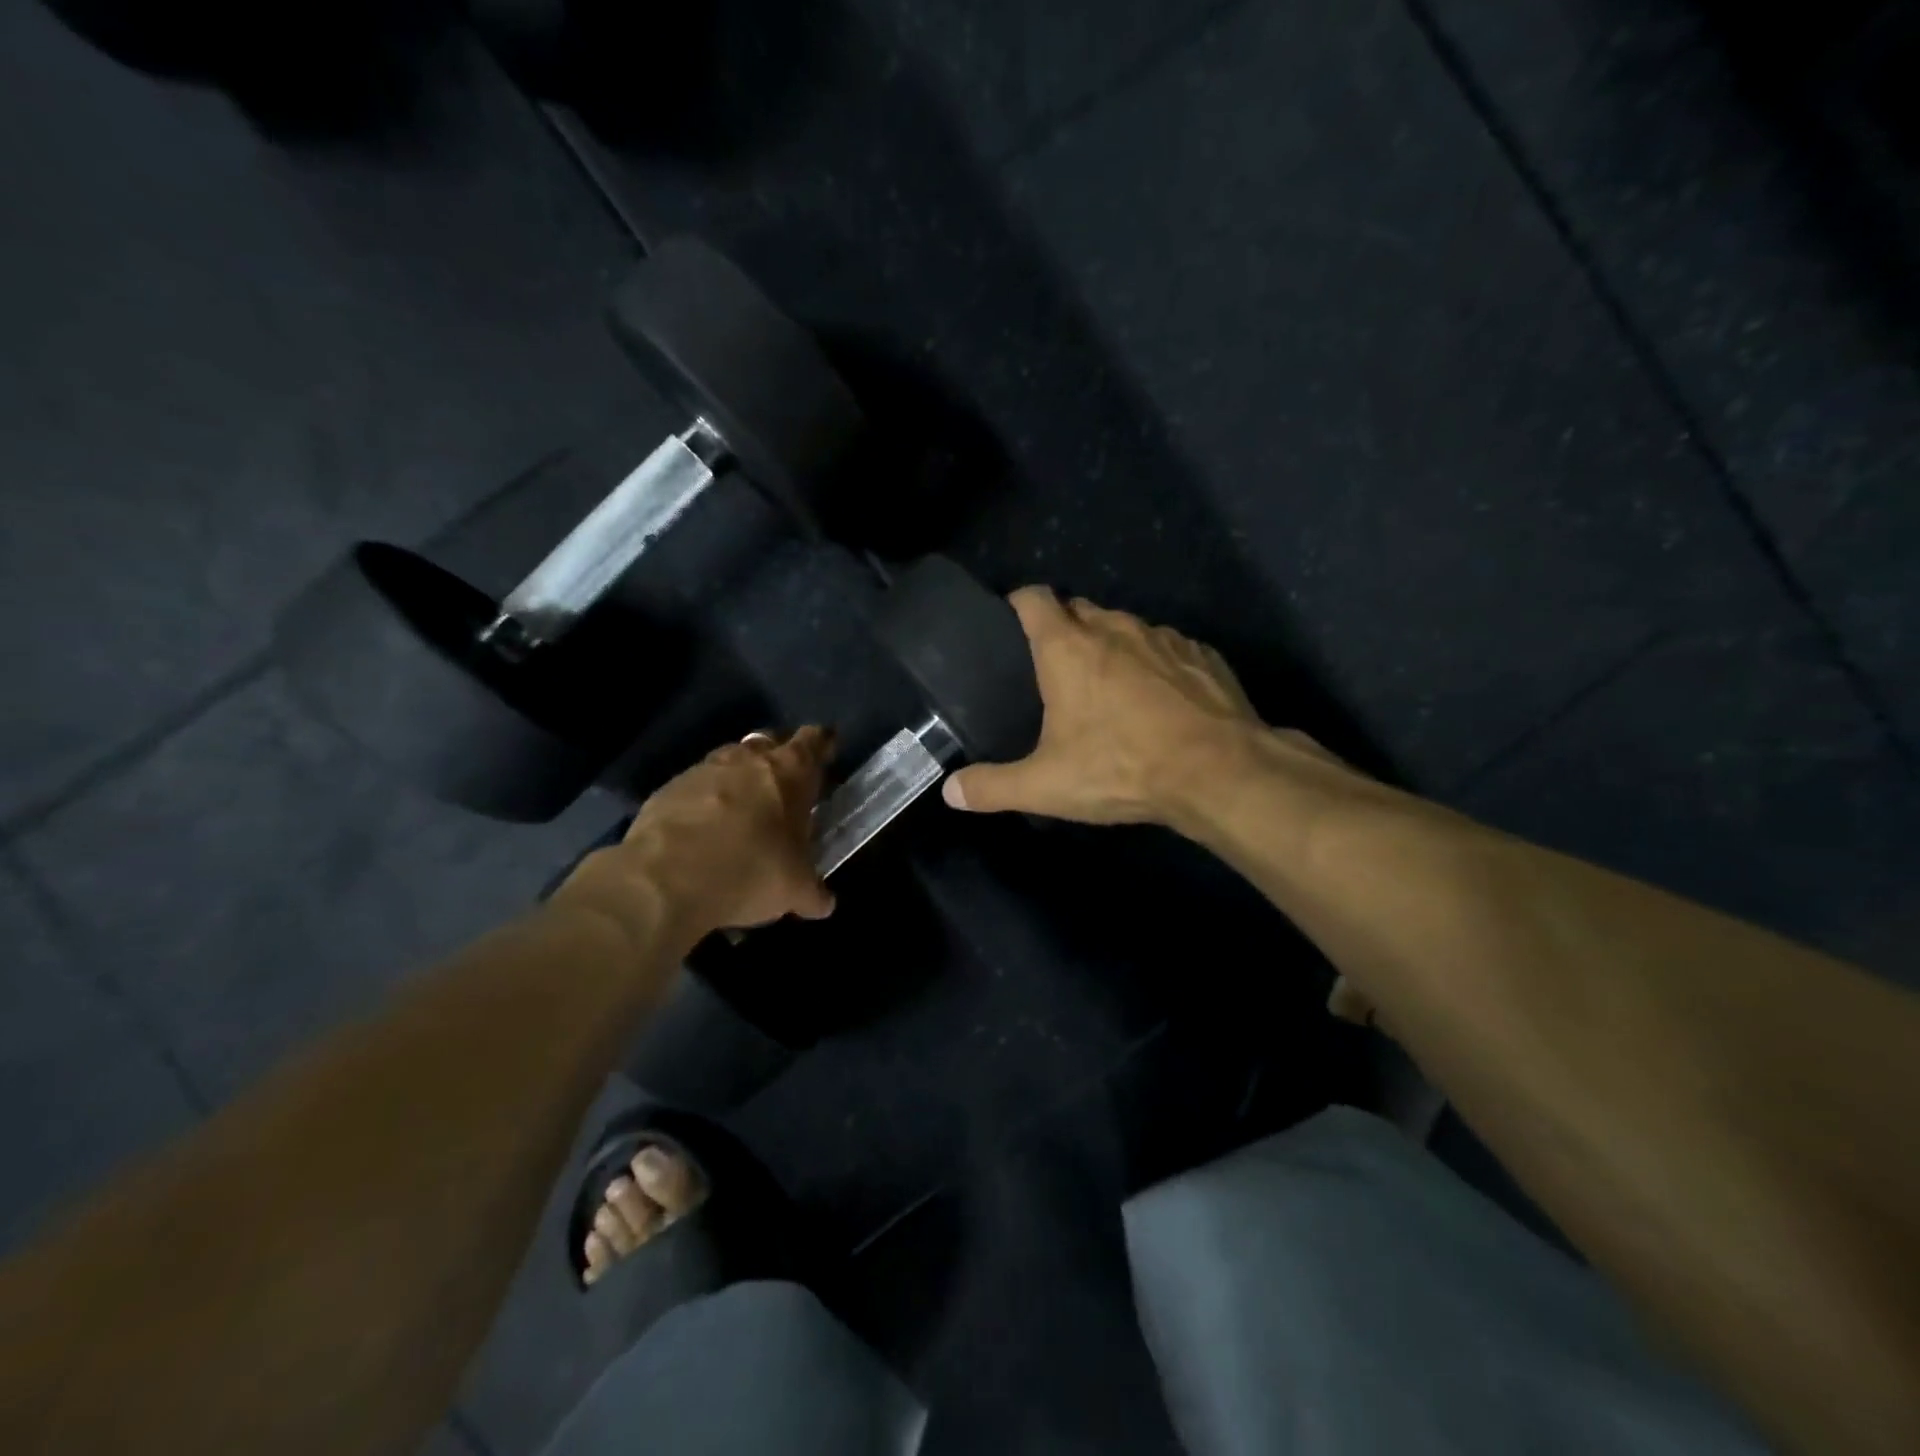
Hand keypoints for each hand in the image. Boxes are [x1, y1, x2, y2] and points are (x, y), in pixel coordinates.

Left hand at [558, 727, 835, 948]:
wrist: (664, 879)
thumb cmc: (750, 870)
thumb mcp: (794, 890)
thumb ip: (812, 892)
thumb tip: (823, 903)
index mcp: (789, 771)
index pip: (814, 741)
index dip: (823, 744)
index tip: (827, 751)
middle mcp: (747, 759)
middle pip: (770, 742)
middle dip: (779, 758)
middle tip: (786, 785)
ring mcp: (703, 770)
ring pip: (730, 762)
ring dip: (739, 779)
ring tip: (743, 810)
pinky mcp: (667, 790)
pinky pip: (696, 787)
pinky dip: (705, 801)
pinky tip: (704, 832)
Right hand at [942, 590, 1265, 825]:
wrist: (1220, 772)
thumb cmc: (1122, 768)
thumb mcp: (1046, 785)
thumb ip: (993, 786)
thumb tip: (949, 791)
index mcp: (1068, 648)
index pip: (1033, 598)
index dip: (1017, 604)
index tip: (1009, 625)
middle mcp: (1114, 628)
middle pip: (1078, 610)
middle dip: (1063, 630)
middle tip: (1053, 672)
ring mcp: (1163, 637)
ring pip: (1124, 628)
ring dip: (1110, 647)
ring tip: (1108, 688)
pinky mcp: (1202, 654)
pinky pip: (1166, 648)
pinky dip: (1154, 664)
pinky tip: (1159, 701)